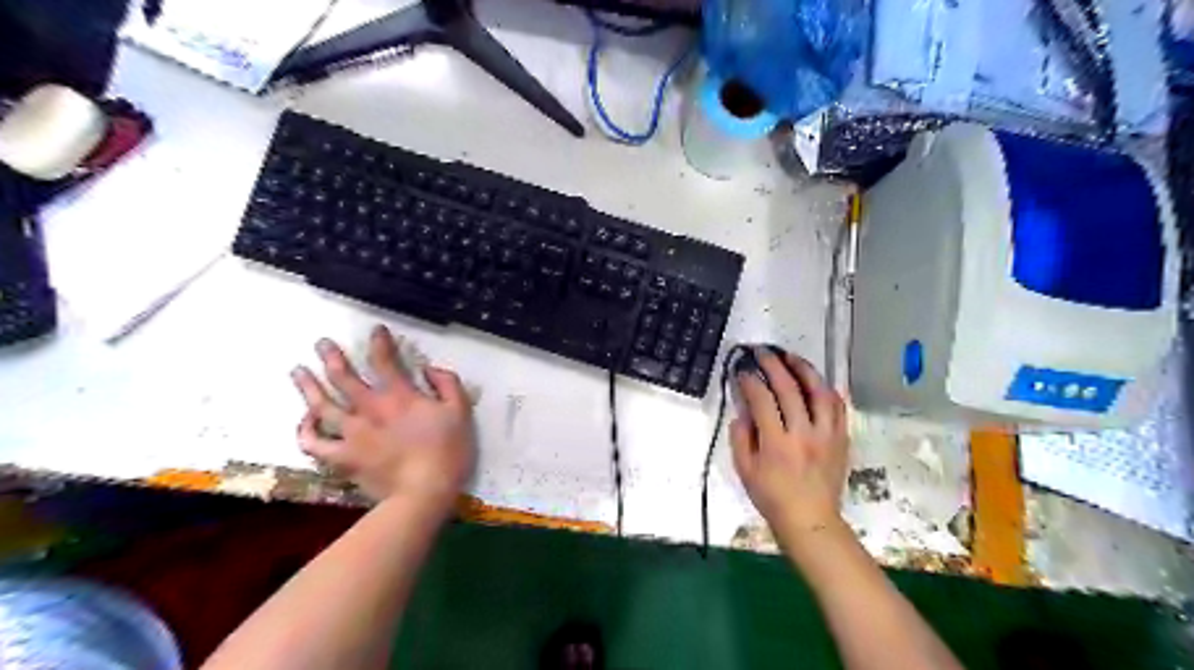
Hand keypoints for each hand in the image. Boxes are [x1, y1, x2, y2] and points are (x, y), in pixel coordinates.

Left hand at [289, 325, 474, 507]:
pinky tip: (305, 420)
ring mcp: (351, 434)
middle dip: (331, 357)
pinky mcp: (342, 458)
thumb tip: (429, 368)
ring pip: (322, 405)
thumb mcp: (460, 412)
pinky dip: (305, 430)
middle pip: (343, 377)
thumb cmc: (447, 452)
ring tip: (298, 371)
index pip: (384, 360)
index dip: (379, 342)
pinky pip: (314, 442)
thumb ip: (447, 383)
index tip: (376, 330)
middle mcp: (370, 408)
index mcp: (399, 396)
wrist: (424, 493)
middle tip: (322, 343)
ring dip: (308, 386)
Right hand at [727, 351, 847, 543]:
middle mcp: (804, 433)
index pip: (762, 401)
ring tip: (791, 357)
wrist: (810, 520)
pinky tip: (816, 380)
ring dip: (804, 370)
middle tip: (763, 352)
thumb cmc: (772, 497)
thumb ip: (741, 437)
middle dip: (774, 366)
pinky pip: (838, 406)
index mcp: (777, 443)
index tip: (742, 371)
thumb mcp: (745, 470)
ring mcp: (827, 435)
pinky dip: (826, 389)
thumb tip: (743, 410)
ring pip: (819, 392)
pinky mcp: (841, 438)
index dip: (750, 382)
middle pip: (790, 389)